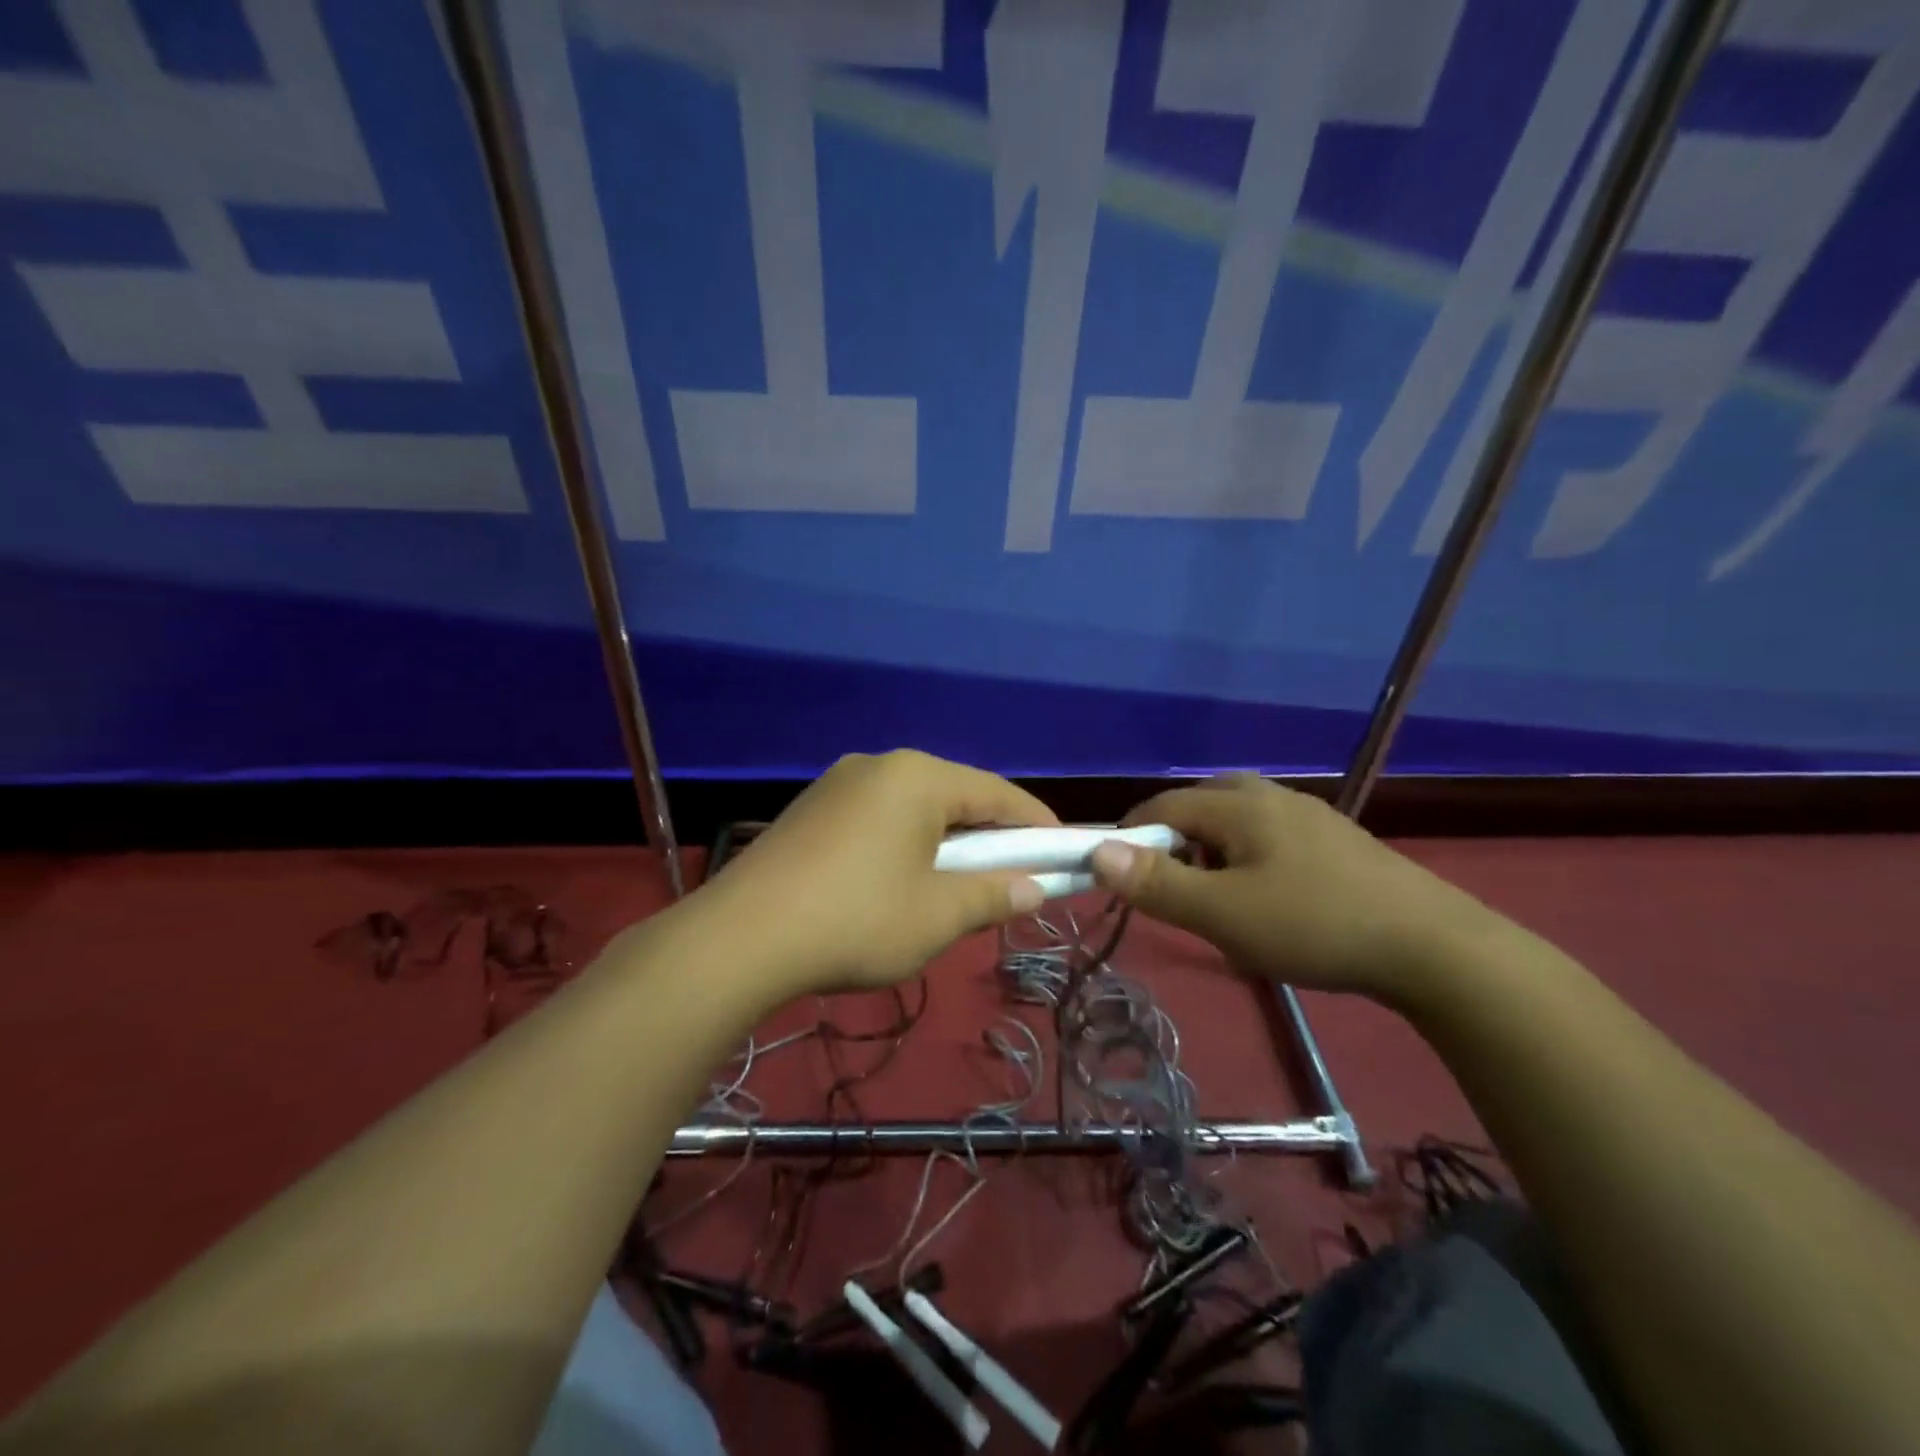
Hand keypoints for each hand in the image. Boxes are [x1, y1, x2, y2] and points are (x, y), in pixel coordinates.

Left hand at [701, 750, 1057, 996]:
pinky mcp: (812, 808)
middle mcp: (880, 764)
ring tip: (958, 882)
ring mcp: (839, 782)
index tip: (1063, 851)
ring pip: (914, 806)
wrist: (740, 938)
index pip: (997, 794)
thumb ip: (994, 895)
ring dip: (945, 840)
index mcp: (917, 777)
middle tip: (1013, 874)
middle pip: (954, 795)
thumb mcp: (938, 915)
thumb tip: (1035, 889)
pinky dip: (906, 842)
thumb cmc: (856, 920)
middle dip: (989, 835)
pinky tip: (902, 878)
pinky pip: (879, 816)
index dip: (1036, 824)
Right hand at [1089, 774, 1493, 999]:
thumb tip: (1097, 851)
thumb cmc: (1314, 925)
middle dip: (1172, 838)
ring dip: (1211, 846)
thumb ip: (1158, 883)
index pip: (1161, 806)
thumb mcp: (1223, 914)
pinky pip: (1271, 833)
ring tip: (1215, 893)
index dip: (1130, 835)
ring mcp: (1310, 815)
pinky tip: (1267, 894)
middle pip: (1200, 802)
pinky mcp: (1337, 840)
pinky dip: (1248, 854)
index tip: (1117, 874)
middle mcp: (1271, 796)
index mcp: (1238, 806)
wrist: (1434, 947)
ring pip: (1239, 817)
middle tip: (1168, 883)